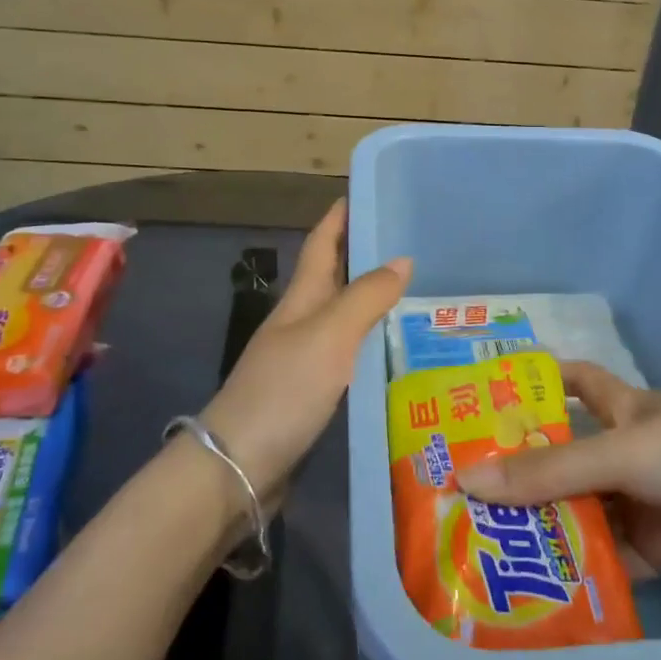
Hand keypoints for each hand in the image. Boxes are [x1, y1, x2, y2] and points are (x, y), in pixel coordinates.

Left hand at [200, 199, 409, 501]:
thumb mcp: (329, 335)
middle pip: (335, 278)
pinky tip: (400, 353)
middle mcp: (302, 323)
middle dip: (367, 256)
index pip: (322, 243)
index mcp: (301, 299)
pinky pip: (351, 357)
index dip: (341, 216)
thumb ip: (366, 297)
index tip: (369, 192)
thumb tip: (402, 259)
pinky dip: (374, 345)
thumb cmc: (283, 390)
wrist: (238, 467)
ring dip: (376, 302)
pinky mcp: (313, 395)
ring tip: (421, 295)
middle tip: (415, 245)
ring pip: (346, 319)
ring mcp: (305, 361)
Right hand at [458, 362, 660, 575]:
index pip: (573, 385)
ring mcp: (644, 504)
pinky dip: (581, 576)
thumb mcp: (624, 450)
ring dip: (546, 534)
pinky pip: (611, 563)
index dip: (536, 385)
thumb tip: (468, 480)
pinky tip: (540, 596)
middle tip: (460, 502)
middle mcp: (627, 453)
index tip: (485, 400)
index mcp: (621, 410)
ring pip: (584, 516)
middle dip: (522, 479)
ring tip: (485, 556)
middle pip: (566, 462)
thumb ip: (551, 471)